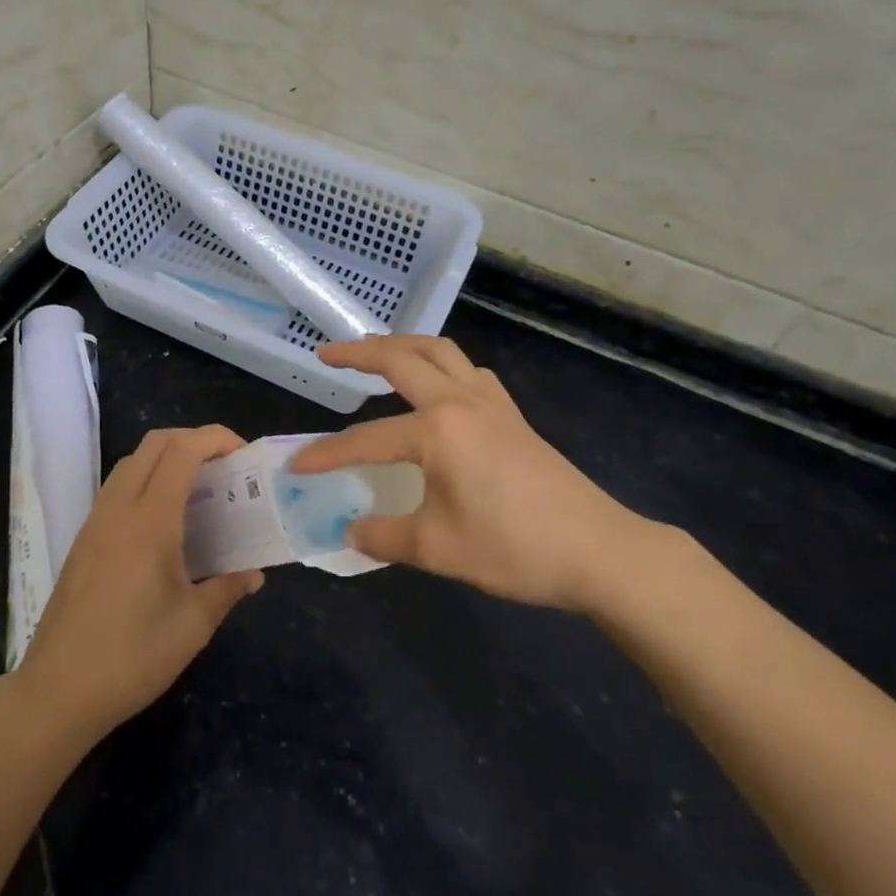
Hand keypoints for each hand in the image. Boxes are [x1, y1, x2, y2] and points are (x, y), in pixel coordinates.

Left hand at [17, 425, 263, 741]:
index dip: (215, 438)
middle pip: (154, 444)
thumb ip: (228, 588)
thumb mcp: (193, 626)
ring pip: (132, 462)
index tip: (243, 454)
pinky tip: (164, 521)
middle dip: (194, 440)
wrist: (57, 691)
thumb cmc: (132, 657)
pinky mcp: (83, 539)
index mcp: (150, 521)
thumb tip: (253, 573)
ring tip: (199, 489)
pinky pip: (118, 486)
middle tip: (225, 467)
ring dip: (167, 458)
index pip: (182, 452)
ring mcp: (96, 521)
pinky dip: (146, 480)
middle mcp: (119, 509)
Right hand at [293, 336, 657, 614]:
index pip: (368, 439)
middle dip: (360, 352)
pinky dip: (443, 365)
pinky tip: (438, 387)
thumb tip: (351, 530)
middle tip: (327, 353)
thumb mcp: (438, 549)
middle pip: (403, 359)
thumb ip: (385, 536)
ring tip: (377, 352)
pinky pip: (469, 371)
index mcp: (438, 430)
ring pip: (442, 352)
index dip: (328, 455)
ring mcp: (492, 403)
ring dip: (404, 345)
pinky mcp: (512, 415)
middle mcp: (461, 402)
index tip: (296, 467)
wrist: (599, 550)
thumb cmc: (515, 548)